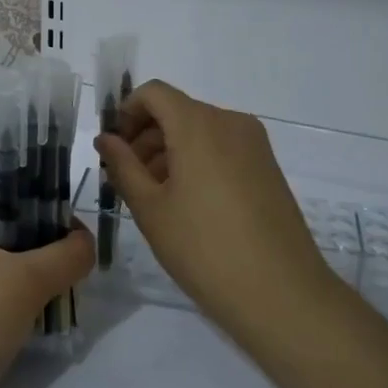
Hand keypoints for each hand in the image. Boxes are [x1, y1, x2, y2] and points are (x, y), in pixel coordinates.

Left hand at [0, 180, 94, 387]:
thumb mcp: (28, 281)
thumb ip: (67, 255)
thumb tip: (87, 242)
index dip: (20, 168)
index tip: (58, 180)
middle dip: (37, 216)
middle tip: (73, 228)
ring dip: (32, 252)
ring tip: (69, 261)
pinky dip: (20, 280)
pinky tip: (48, 293)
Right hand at [95, 81, 334, 330]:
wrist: (282, 294)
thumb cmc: (204, 249)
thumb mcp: (150, 208)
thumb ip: (123, 166)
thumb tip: (106, 139)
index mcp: (199, 125)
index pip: (154, 93)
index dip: (126, 112)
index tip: (113, 148)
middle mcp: (230, 122)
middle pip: (177, 111)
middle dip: (145, 136)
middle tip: (125, 177)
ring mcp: (254, 144)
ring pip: (199, 130)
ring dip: (169, 150)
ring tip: (152, 196)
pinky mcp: (267, 167)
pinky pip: (221, 148)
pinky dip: (196, 161)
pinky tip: (186, 203)